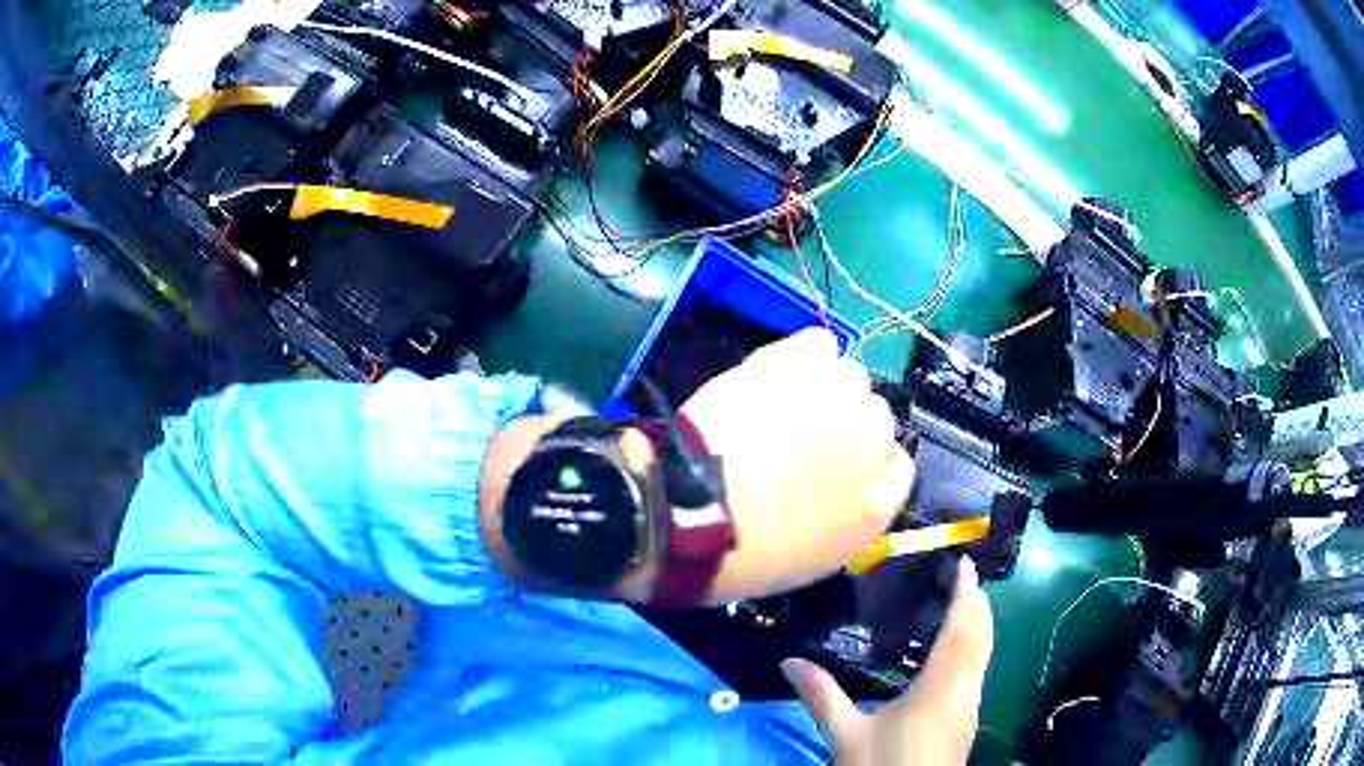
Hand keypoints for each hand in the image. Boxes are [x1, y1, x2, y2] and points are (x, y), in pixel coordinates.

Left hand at [682, 329, 912, 600]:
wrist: (692, 512)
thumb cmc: (749, 550)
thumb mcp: (815, 558)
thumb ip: (851, 518)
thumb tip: (850, 487)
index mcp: (880, 502)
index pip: (897, 466)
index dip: (865, 465)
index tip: (833, 469)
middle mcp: (875, 442)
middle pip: (876, 417)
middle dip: (845, 427)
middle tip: (800, 440)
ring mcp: (841, 398)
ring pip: (849, 379)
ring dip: (824, 390)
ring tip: (780, 407)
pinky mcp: (802, 364)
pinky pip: (819, 344)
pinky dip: (802, 356)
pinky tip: (777, 376)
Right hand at [782, 558, 993, 764]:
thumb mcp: (846, 735)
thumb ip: (821, 696)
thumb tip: (788, 661)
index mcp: (941, 687)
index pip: (962, 629)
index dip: (967, 594)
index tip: (964, 563)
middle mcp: (965, 691)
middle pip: (981, 638)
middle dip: (977, 604)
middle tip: (962, 576)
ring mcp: (970, 707)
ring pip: (983, 655)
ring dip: (977, 625)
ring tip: (960, 604)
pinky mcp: (966, 721)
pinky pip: (976, 670)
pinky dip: (972, 647)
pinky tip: (952, 653)